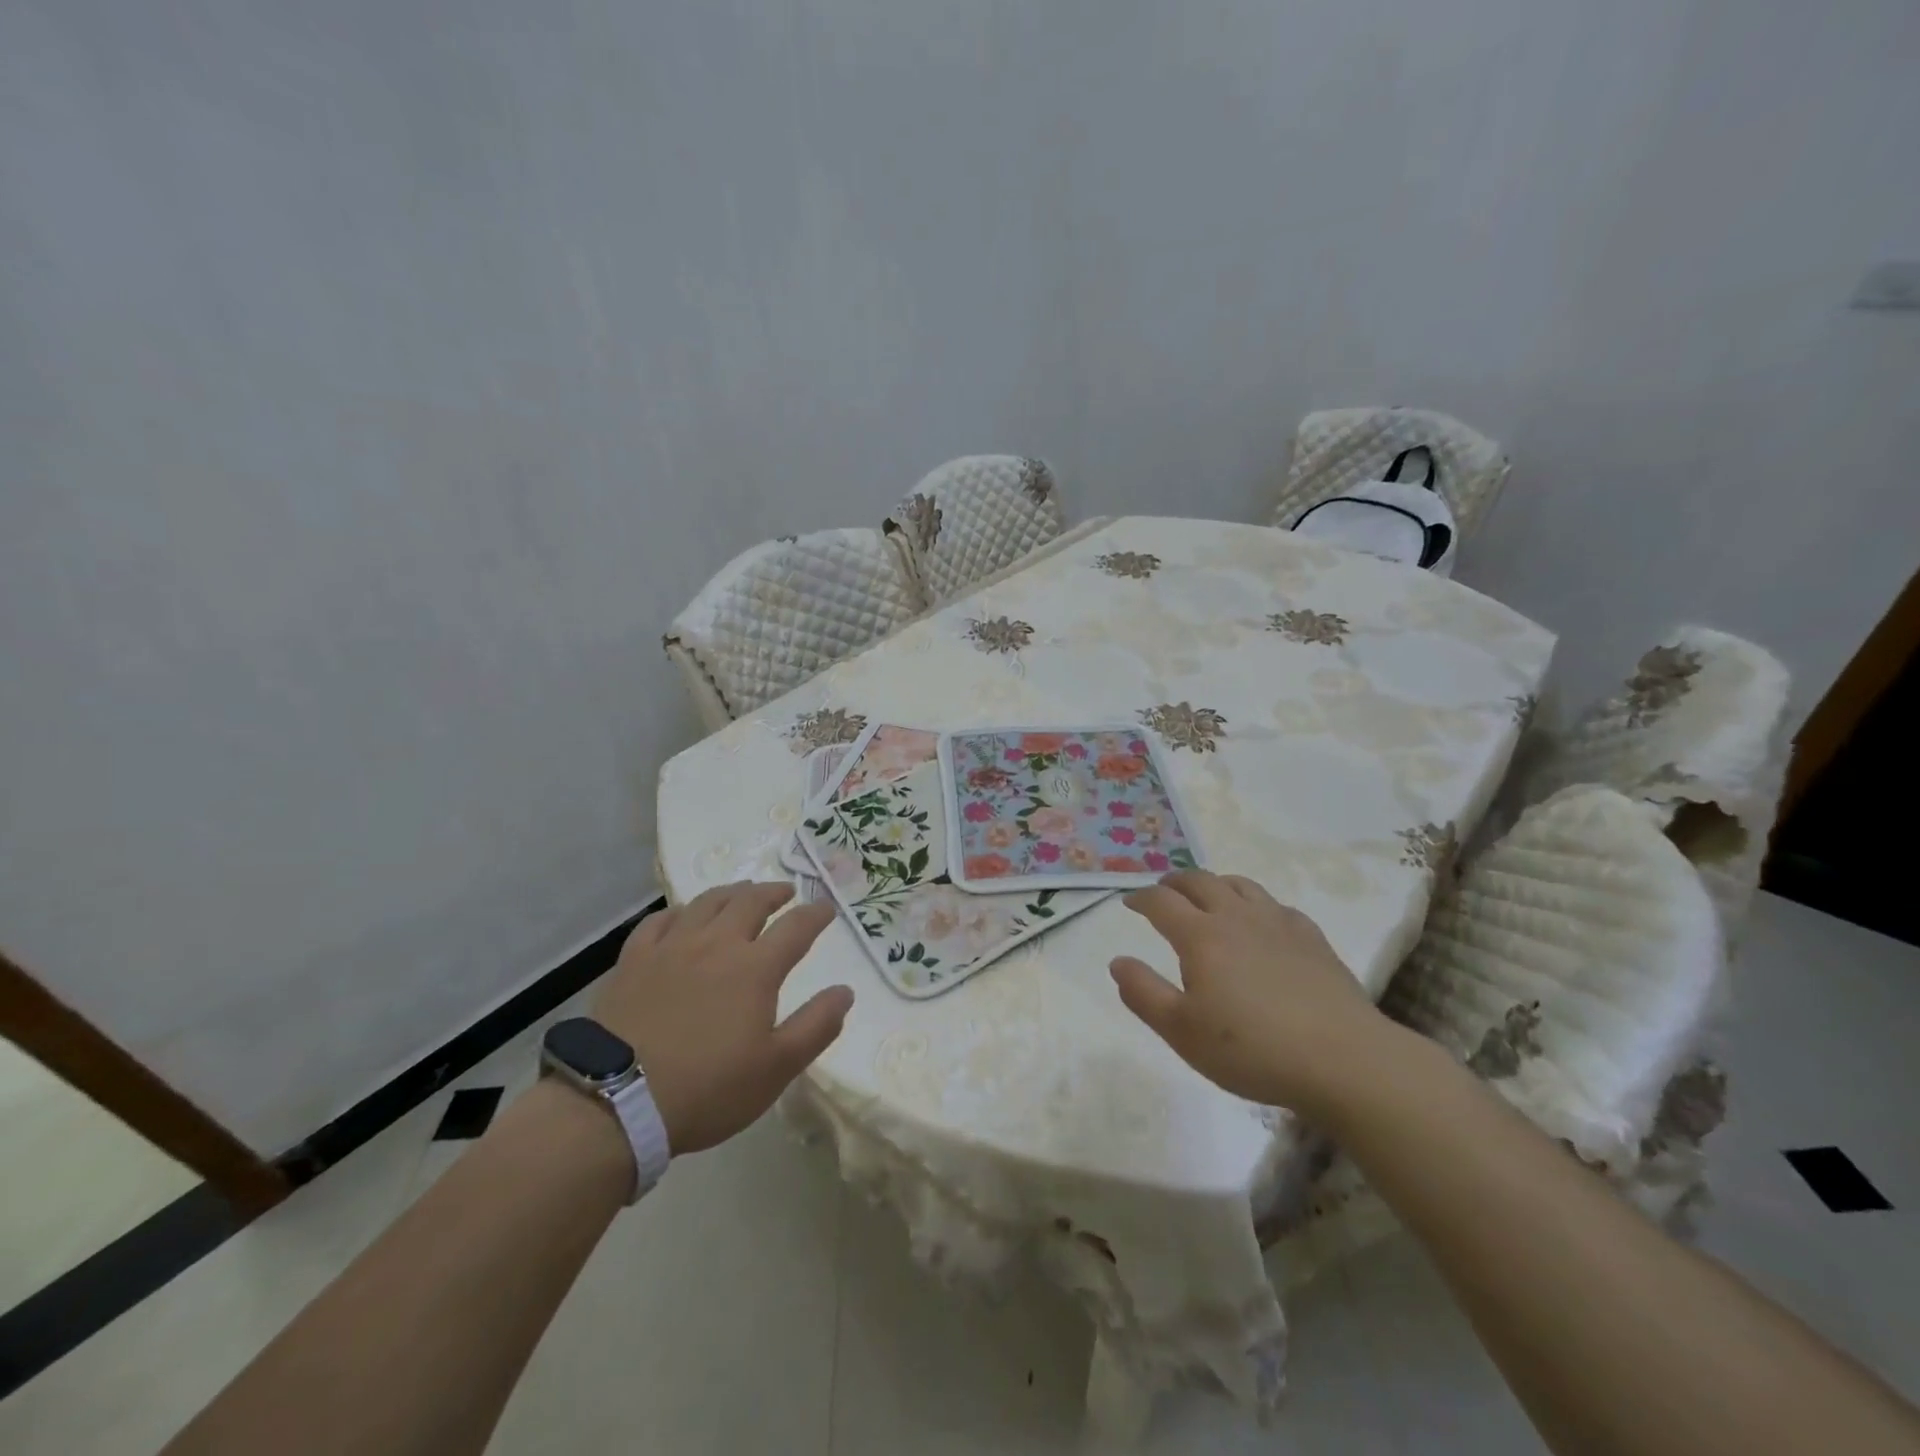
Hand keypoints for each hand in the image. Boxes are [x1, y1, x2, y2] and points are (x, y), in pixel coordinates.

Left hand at [595, 882, 850, 1154]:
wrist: (617, 1102)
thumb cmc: (708, 1088)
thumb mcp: (776, 1068)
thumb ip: (816, 1026)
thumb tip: (845, 991)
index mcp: (755, 968)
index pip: (795, 927)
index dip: (815, 914)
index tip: (825, 908)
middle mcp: (716, 944)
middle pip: (750, 903)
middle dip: (773, 892)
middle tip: (785, 892)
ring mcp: (671, 947)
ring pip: (706, 903)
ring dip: (731, 893)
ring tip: (741, 893)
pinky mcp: (633, 960)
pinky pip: (659, 920)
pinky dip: (679, 911)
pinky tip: (682, 916)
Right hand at [1109, 870, 1395, 1120]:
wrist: (1344, 1061)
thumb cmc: (1252, 1050)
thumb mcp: (1182, 1032)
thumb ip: (1143, 993)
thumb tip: (1118, 961)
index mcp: (1200, 936)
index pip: (1161, 902)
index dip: (1141, 898)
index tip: (1130, 903)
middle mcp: (1236, 917)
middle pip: (1199, 881)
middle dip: (1174, 882)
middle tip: (1163, 892)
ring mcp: (1278, 923)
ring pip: (1239, 885)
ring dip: (1215, 884)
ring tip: (1208, 897)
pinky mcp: (1311, 938)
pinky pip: (1276, 905)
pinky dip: (1255, 904)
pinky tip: (1260, 923)